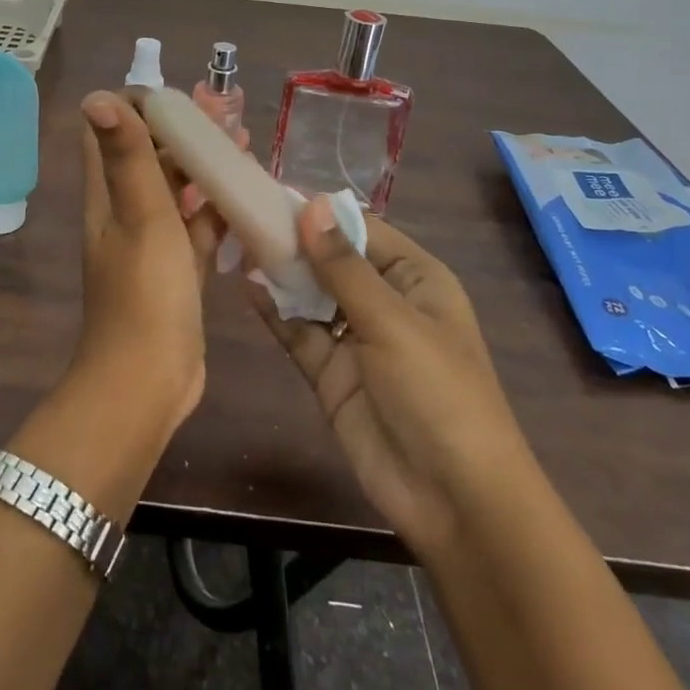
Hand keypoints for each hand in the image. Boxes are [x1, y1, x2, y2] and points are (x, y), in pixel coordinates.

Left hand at [76, 91, 224, 429]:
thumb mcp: (141, 216)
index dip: (137, 106)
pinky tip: (248, 196)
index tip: (178, 96)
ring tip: (245, 144)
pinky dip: (218, 209)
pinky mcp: (177, 270)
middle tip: (226, 115)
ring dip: (204, 166)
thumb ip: (126, 155)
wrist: (148, 381)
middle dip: (183, 131)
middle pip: (150, 156)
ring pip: (178, 190)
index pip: (108, 133)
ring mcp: (152, 243)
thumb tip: (98, 94)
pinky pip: (198, 227)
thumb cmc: (145, 293)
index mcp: (107, 194)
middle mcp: (125, 212)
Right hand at [253, 197, 530, 556]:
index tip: (269, 191)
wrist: (453, 498)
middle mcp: (385, 301)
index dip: (319, 212)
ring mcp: (355, 339)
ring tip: (235, 244)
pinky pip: (299, 332)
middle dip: (293, 241)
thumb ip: (344, 266)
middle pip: (332, 260)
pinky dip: (275, 312)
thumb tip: (311, 205)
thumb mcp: (392, 322)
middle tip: (242, 216)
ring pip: (311, 294)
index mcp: (415, 278)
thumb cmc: (437, 392)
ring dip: (280, 274)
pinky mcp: (331, 373)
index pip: (361, 229)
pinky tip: (246, 289)